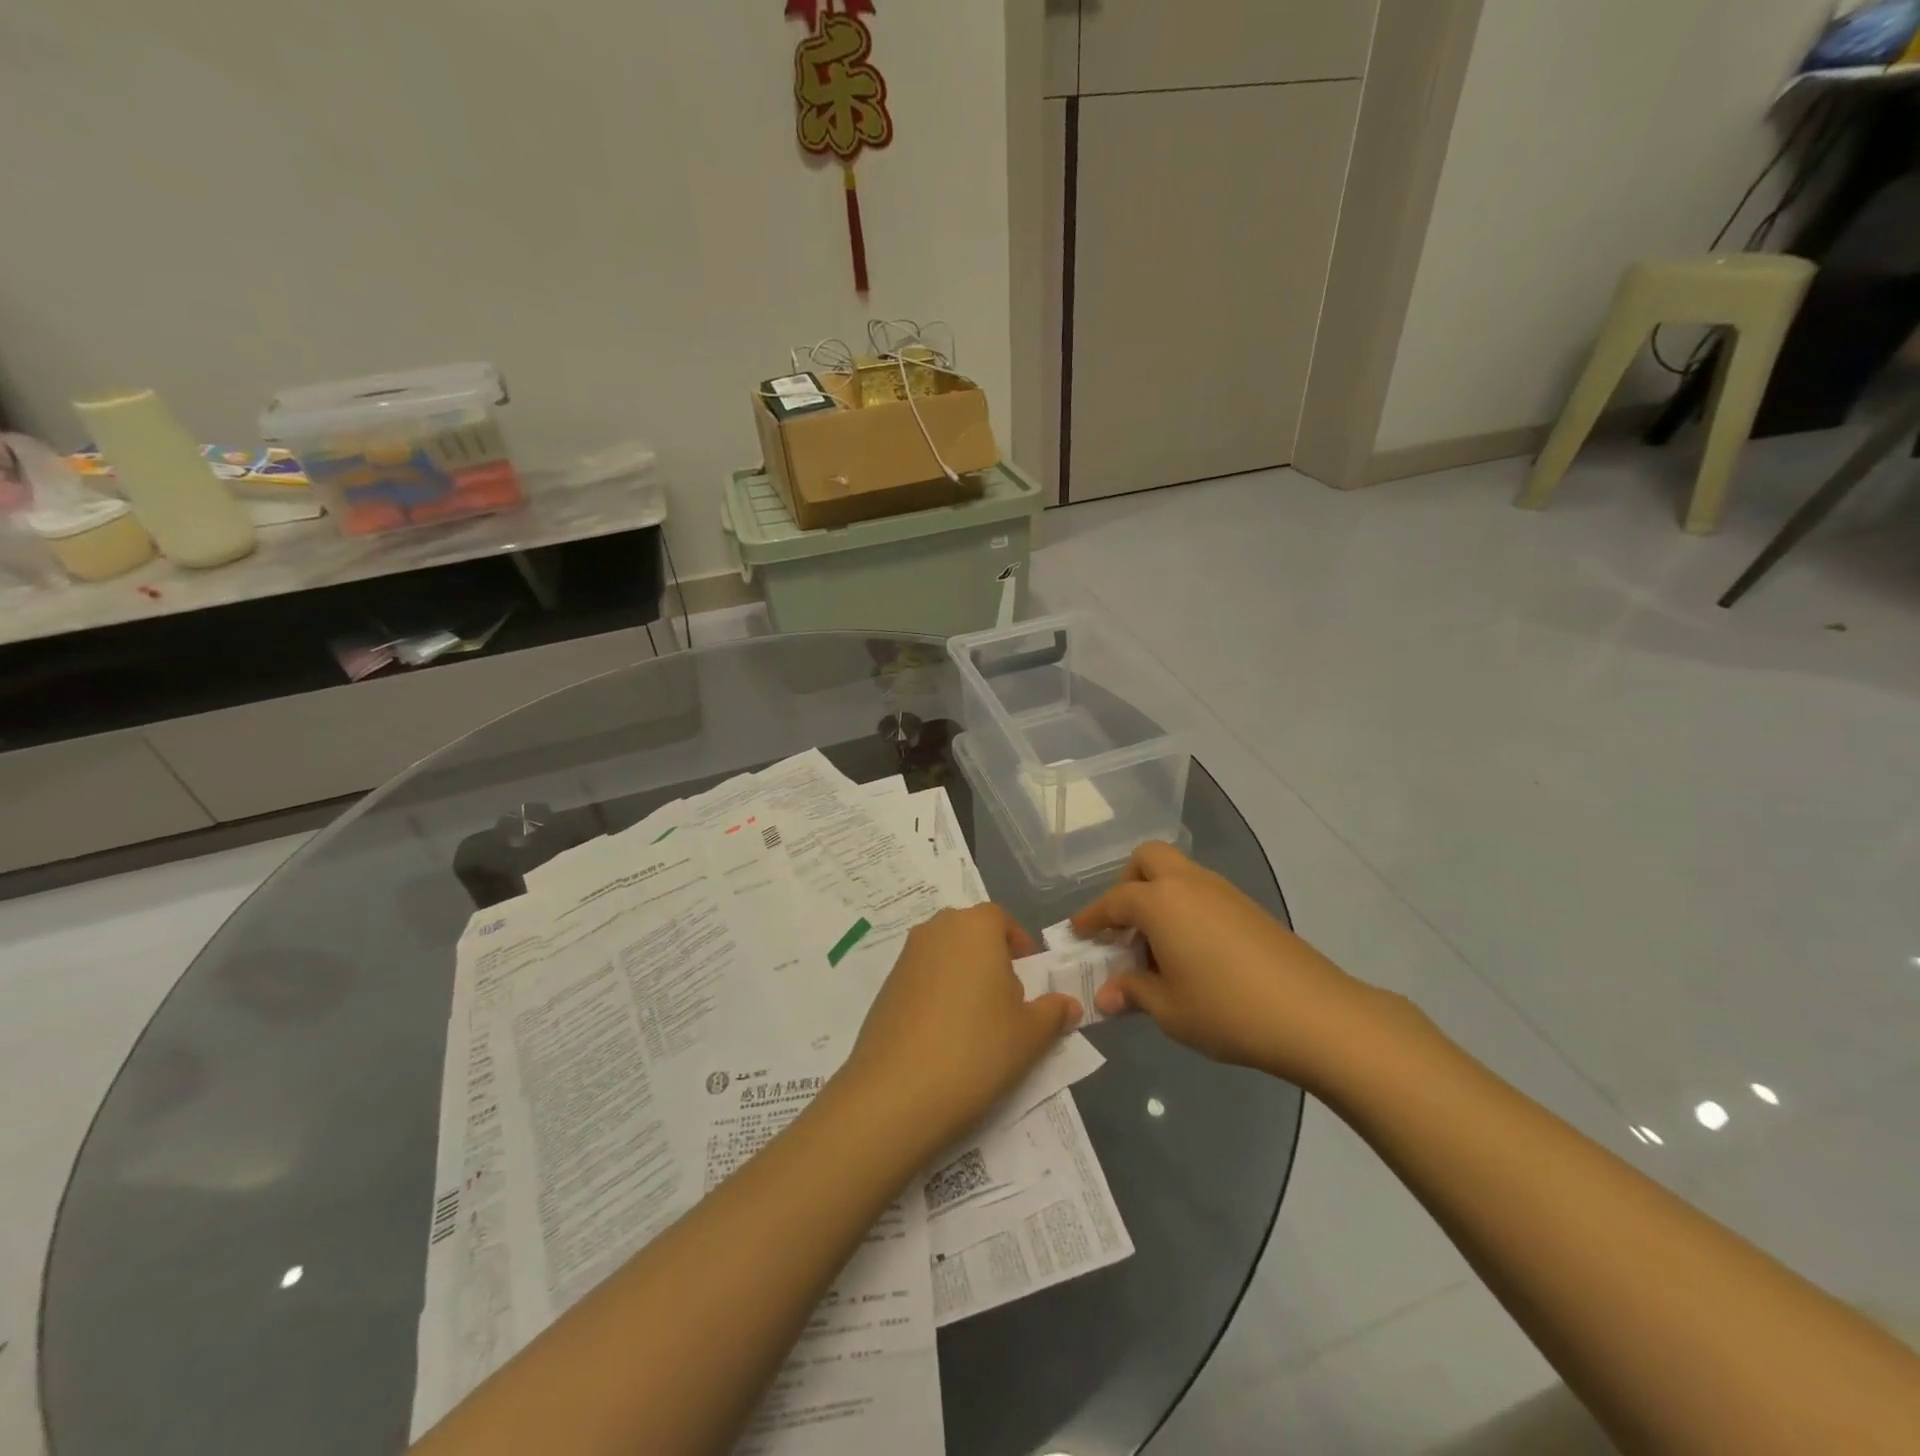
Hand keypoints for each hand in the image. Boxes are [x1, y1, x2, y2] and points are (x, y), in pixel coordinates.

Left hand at [841, 905, 1081, 1152]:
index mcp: (974, 926)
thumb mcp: (1030, 1034)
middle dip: (991, 960)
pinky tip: (943, 1038)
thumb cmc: (977, 1048)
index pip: (1001, 919)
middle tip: (1006, 1002)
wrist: (897, 1092)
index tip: (1030, 977)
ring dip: (963, 977)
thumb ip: (1053, 1012)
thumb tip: (1069, 1004)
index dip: (1019, 944)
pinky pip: (922, 980)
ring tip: (976, 1024)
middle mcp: (936, 929)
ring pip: (945, 956)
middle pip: (971, 934)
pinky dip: (937, 997)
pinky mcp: (885, 987)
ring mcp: (905, 957)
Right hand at [1072, 842, 1390, 1089]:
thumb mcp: (1168, 1009)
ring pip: (1178, 873)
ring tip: (1158, 948)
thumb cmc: (1227, 1010)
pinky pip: (1202, 892)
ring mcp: (1222, 891)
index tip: (1077, 931)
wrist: (1314, 1014)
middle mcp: (1188, 884)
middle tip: (1125, 927)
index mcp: (1159, 902)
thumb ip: (1132, 993)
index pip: (1113, 901)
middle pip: (1147, 859)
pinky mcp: (1248, 907)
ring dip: (1158, 896)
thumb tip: (1107, 995)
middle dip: (1127, 884)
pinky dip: (1185, 908)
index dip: (1091, 917)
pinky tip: (1193, 953)